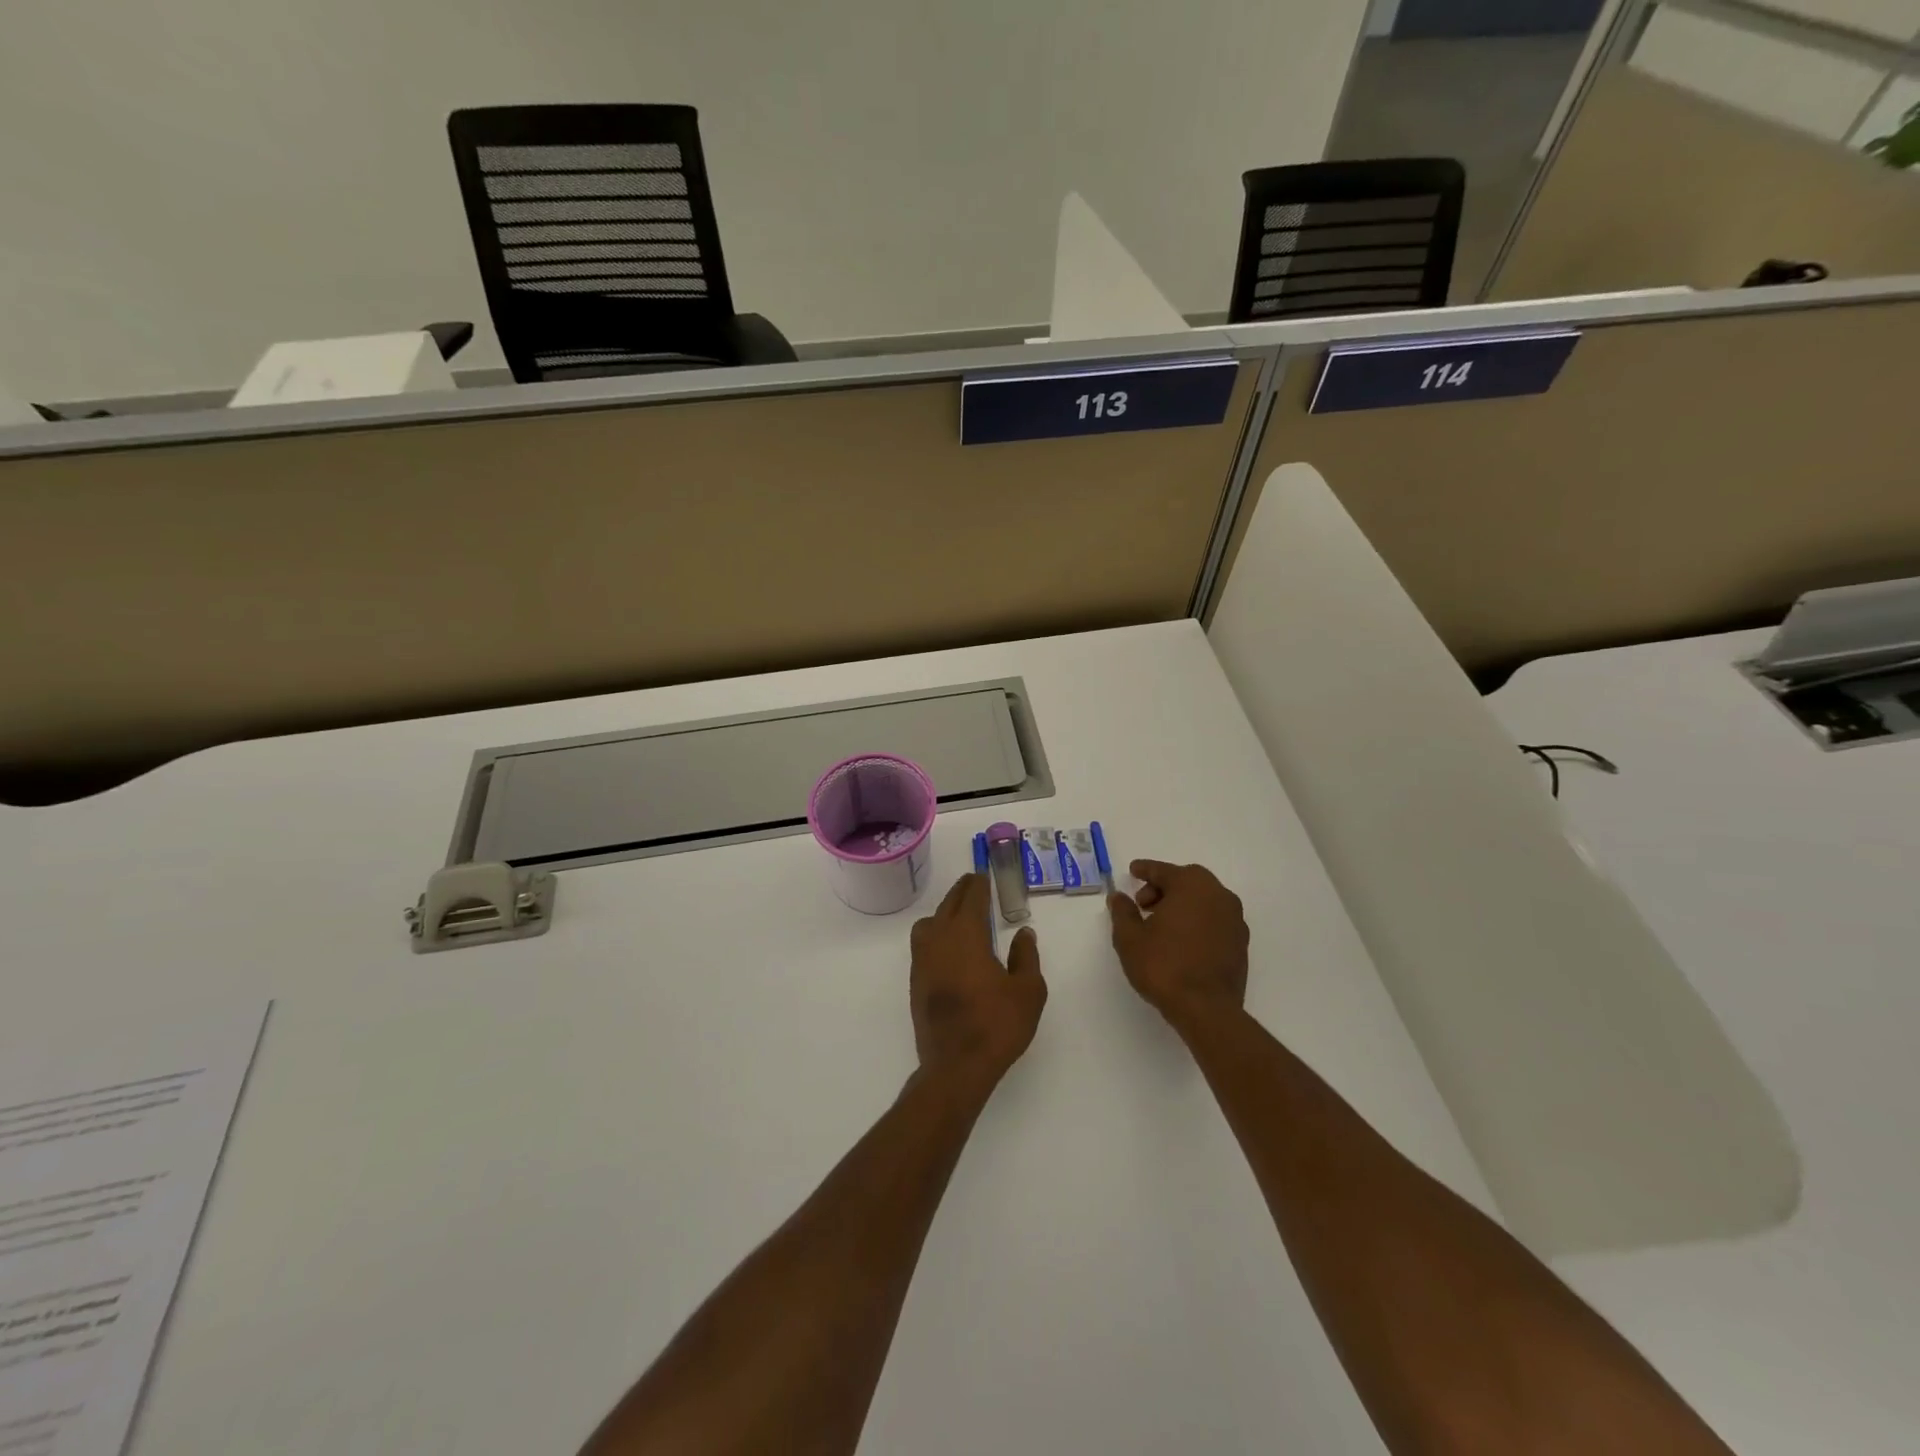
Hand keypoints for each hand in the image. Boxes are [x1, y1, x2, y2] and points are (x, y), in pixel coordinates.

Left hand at [910, 873, 1046, 1095]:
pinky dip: (936, 935)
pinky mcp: (916, 982)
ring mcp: (922, 961)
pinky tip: (950, 948)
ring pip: (929, 923)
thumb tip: (1023, 934)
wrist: (956, 1066)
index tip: (984, 876)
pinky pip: (923, 945)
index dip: (979, 884)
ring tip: (961, 916)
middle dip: (961, 892)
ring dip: (944, 912)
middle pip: (947, 905)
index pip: (971, 898)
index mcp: (966, 935)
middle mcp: (939, 940)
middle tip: (974, 885)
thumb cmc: (997, 1025)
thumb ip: (1026, 957)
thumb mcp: (1028, 991)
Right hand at [1108, 860, 1248, 1036]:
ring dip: (1181, 905)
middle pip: (1186, 881)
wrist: (1207, 1009)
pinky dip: (1197, 921)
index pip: (1163, 871)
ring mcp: (1234, 919)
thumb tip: (1119, 896)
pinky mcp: (1241, 943)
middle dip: (1163, 888)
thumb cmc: (1164, 966)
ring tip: (1160, 926)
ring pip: (1203, 900)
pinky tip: (1181, 941)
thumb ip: (1123, 912)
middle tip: (1142, 905)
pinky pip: (1214, 919)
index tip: (1132, 870)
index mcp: (1192, 885)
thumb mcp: (1130, 938)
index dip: (1145, 870)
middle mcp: (1218, 895)